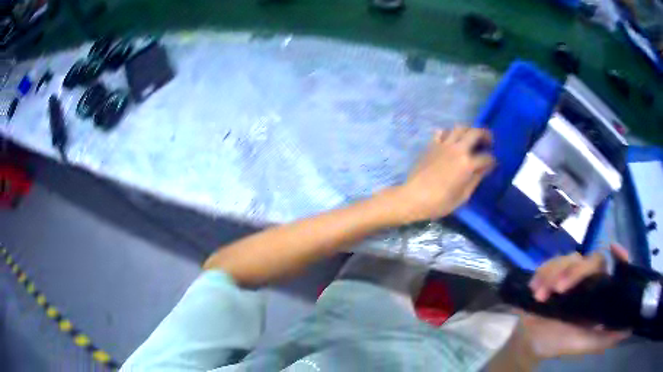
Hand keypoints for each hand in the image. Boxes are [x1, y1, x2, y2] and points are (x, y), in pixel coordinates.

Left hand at [392, 127, 494, 223]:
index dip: (493, 161)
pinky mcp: (432, 145)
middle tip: (489, 141)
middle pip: (475, 132)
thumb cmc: (440, 202)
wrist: (413, 197)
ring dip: (469, 130)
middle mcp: (457, 149)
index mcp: (467, 164)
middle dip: (486, 135)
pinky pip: (442, 132)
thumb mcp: (463, 196)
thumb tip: (485, 168)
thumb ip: (476, 179)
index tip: (493, 164)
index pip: (487, 157)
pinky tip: (451, 140)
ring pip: (459, 127)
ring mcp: (443, 145)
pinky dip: (449, 133)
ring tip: (472, 138)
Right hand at [519, 244, 630, 358]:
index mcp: (597, 293)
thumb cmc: (558, 343)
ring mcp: (569, 274)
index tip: (614, 248)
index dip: (619, 257)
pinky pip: (549, 262)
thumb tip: (630, 329)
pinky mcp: (551, 272)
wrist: (529, 342)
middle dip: (574, 272)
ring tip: (540, 296)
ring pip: (568, 258)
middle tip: (558, 290)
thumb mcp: (582, 344)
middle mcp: (587, 280)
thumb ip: (605, 338)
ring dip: (552, 275)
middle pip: (590, 260)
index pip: (613, 268)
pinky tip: (534, 290)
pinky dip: (541, 274)